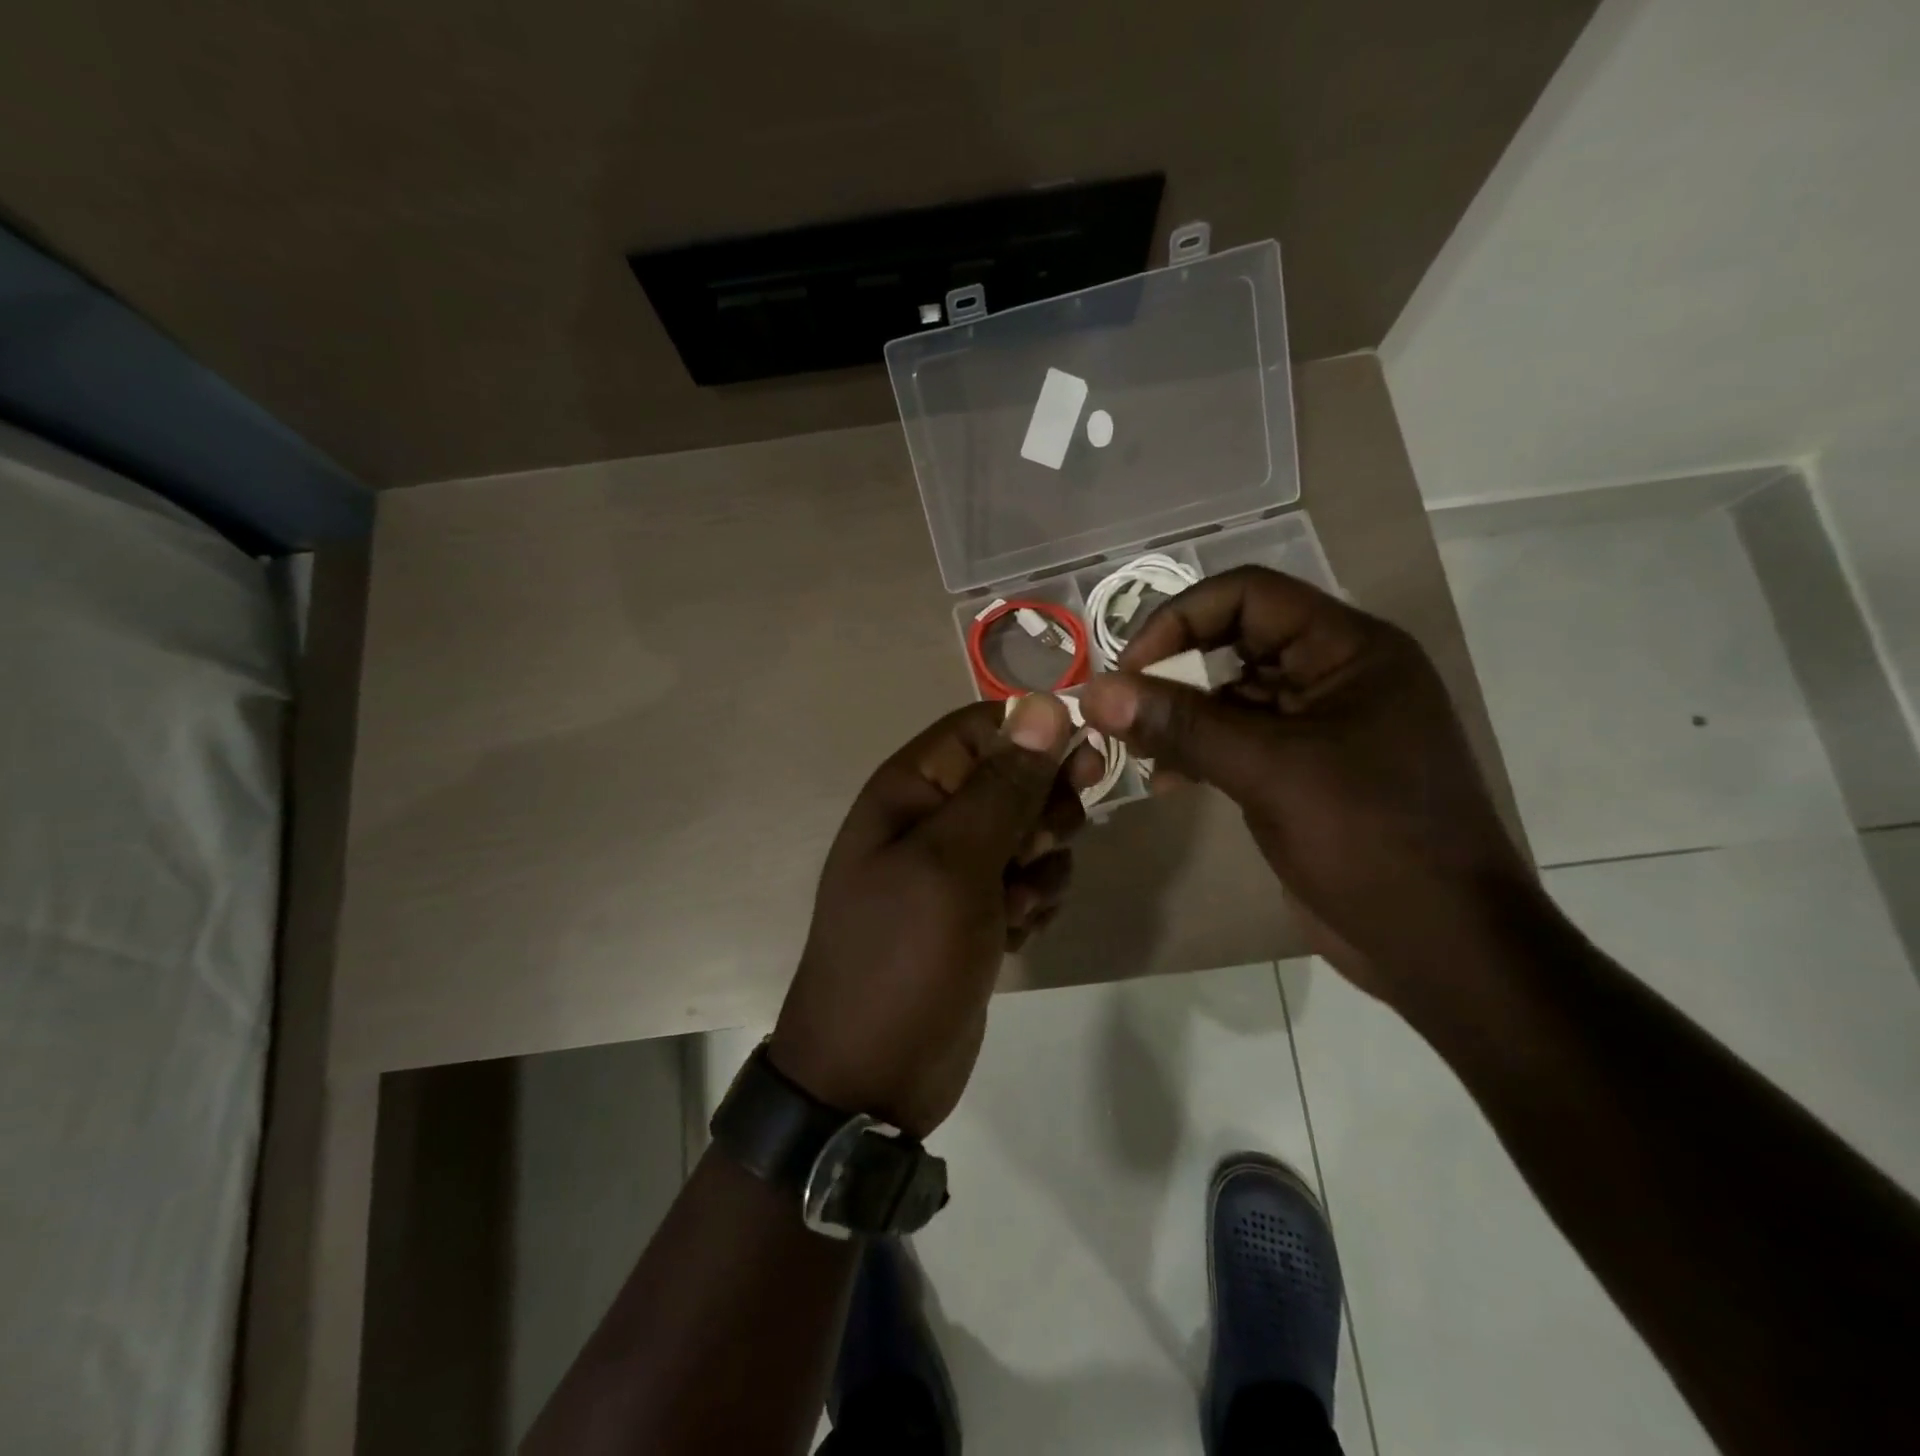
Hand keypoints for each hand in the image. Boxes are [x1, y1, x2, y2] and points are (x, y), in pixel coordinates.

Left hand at [770, 696, 1100, 1136]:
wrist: (872, 1076)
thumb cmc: (904, 957)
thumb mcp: (953, 863)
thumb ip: (1002, 786)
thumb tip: (1045, 706)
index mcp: (910, 789)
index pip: (983, 728)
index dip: (1036, 737)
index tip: (1083, 766)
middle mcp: (931, 819)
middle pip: (1015, 779)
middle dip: (1041, 813)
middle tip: (1036, 851)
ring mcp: (954, 870)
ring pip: (1030, 834)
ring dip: (1040, 868)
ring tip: (1014, 908)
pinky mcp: (976, 912)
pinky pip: (1027, 882)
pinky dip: (1032, 904)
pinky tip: (1013, 936)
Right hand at [1079, 566, 1535, 1005]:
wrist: (1441, 945)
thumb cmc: (1371, 840)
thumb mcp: (1271, 772)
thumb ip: (1182, 725)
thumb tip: (1096, 693)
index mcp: (1350, 649)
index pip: (1249, 595)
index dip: (1181, 619)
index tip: (1129, 669)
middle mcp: (1334, 674)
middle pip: (1233, 641)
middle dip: (1172, 671)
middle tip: (1120, 711)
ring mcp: (1318, 726)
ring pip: (1228, 695)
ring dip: (1176, 716)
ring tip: (1133, 750)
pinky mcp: (1300, 771)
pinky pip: (1234, 740)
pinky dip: (1194, 751)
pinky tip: (1164, 781)